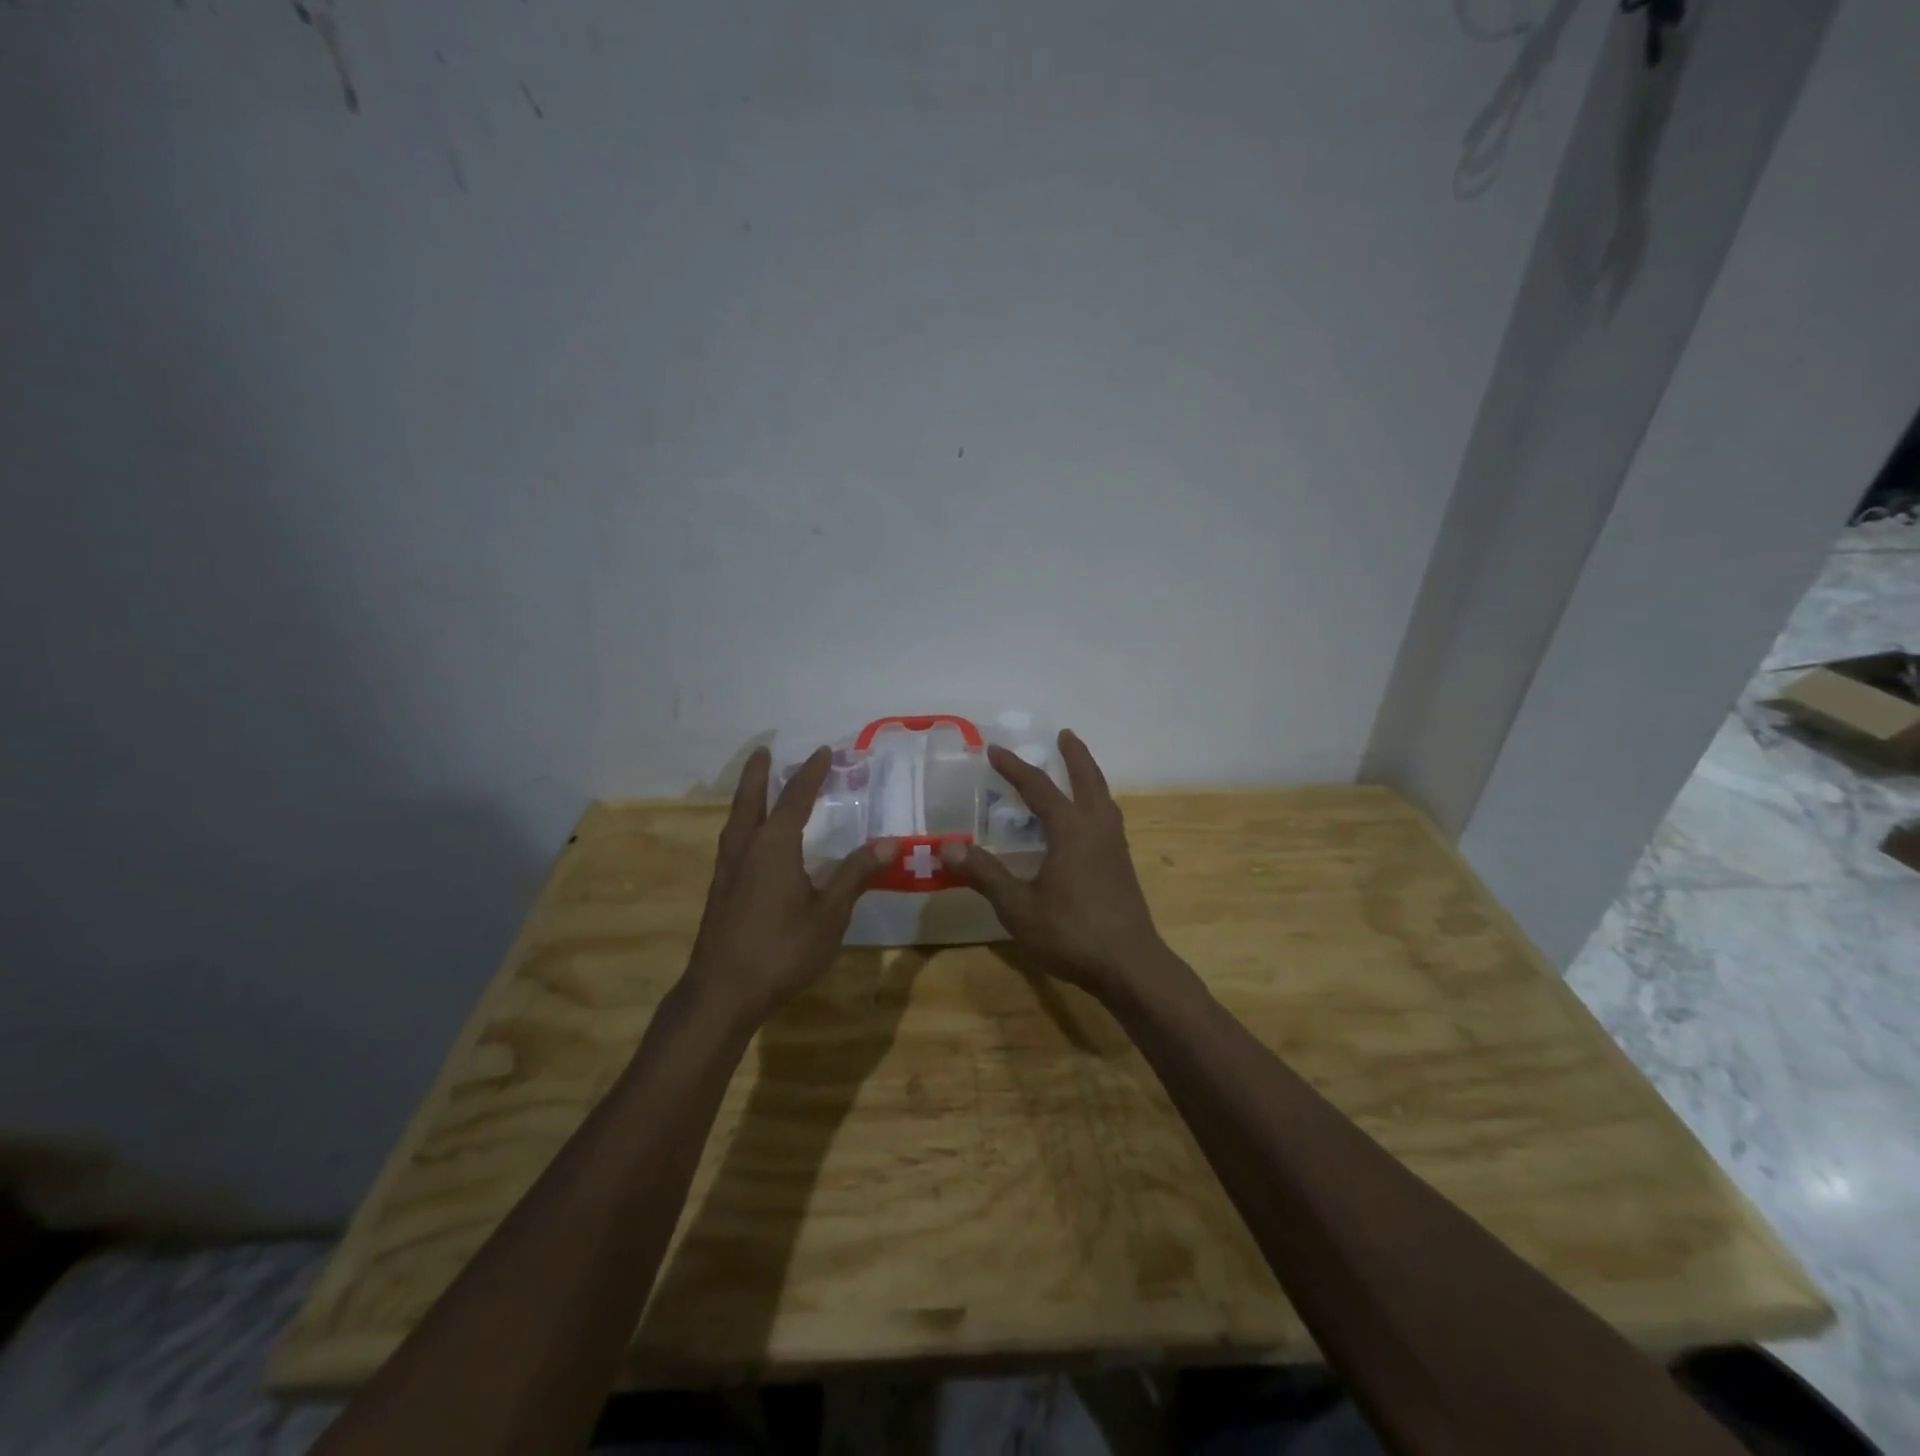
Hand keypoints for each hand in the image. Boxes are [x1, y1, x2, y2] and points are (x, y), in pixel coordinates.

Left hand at [683, 746, 897, 1025]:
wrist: (722, 992)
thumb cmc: (781, 949)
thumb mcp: (829, 914)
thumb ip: (856, 875)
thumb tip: (889, 842)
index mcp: (774, 846)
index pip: (795, 798)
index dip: (811, 774)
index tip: (823, 752)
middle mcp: (746, 848)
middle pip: (751, 800)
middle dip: (759, 773)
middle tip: (764, 750)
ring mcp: (728, 870)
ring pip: (737, 820)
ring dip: (748, 797)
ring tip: (756, 787)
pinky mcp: (720, 891)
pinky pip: (733, 841)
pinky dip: (743, 823)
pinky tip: (751, 841)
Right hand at [941, 730, 1167, 1001]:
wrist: (1130, 966)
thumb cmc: (1071, 933)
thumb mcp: (1018, 907)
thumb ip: (985, 874)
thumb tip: (948, 845)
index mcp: (1071, 830)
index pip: (1037, 786)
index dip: (1014, 767)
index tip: (994, 749)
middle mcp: (1097, 828)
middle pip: (1087, 779)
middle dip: (1075, 755)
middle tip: (1064, 735)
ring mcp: (1115, 846)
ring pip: (1103, 798)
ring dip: (1089, 777)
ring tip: (1077, 770)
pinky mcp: (1122, 865)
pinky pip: (1107, 818)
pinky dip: (1095, 802)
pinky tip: (1086, 822)